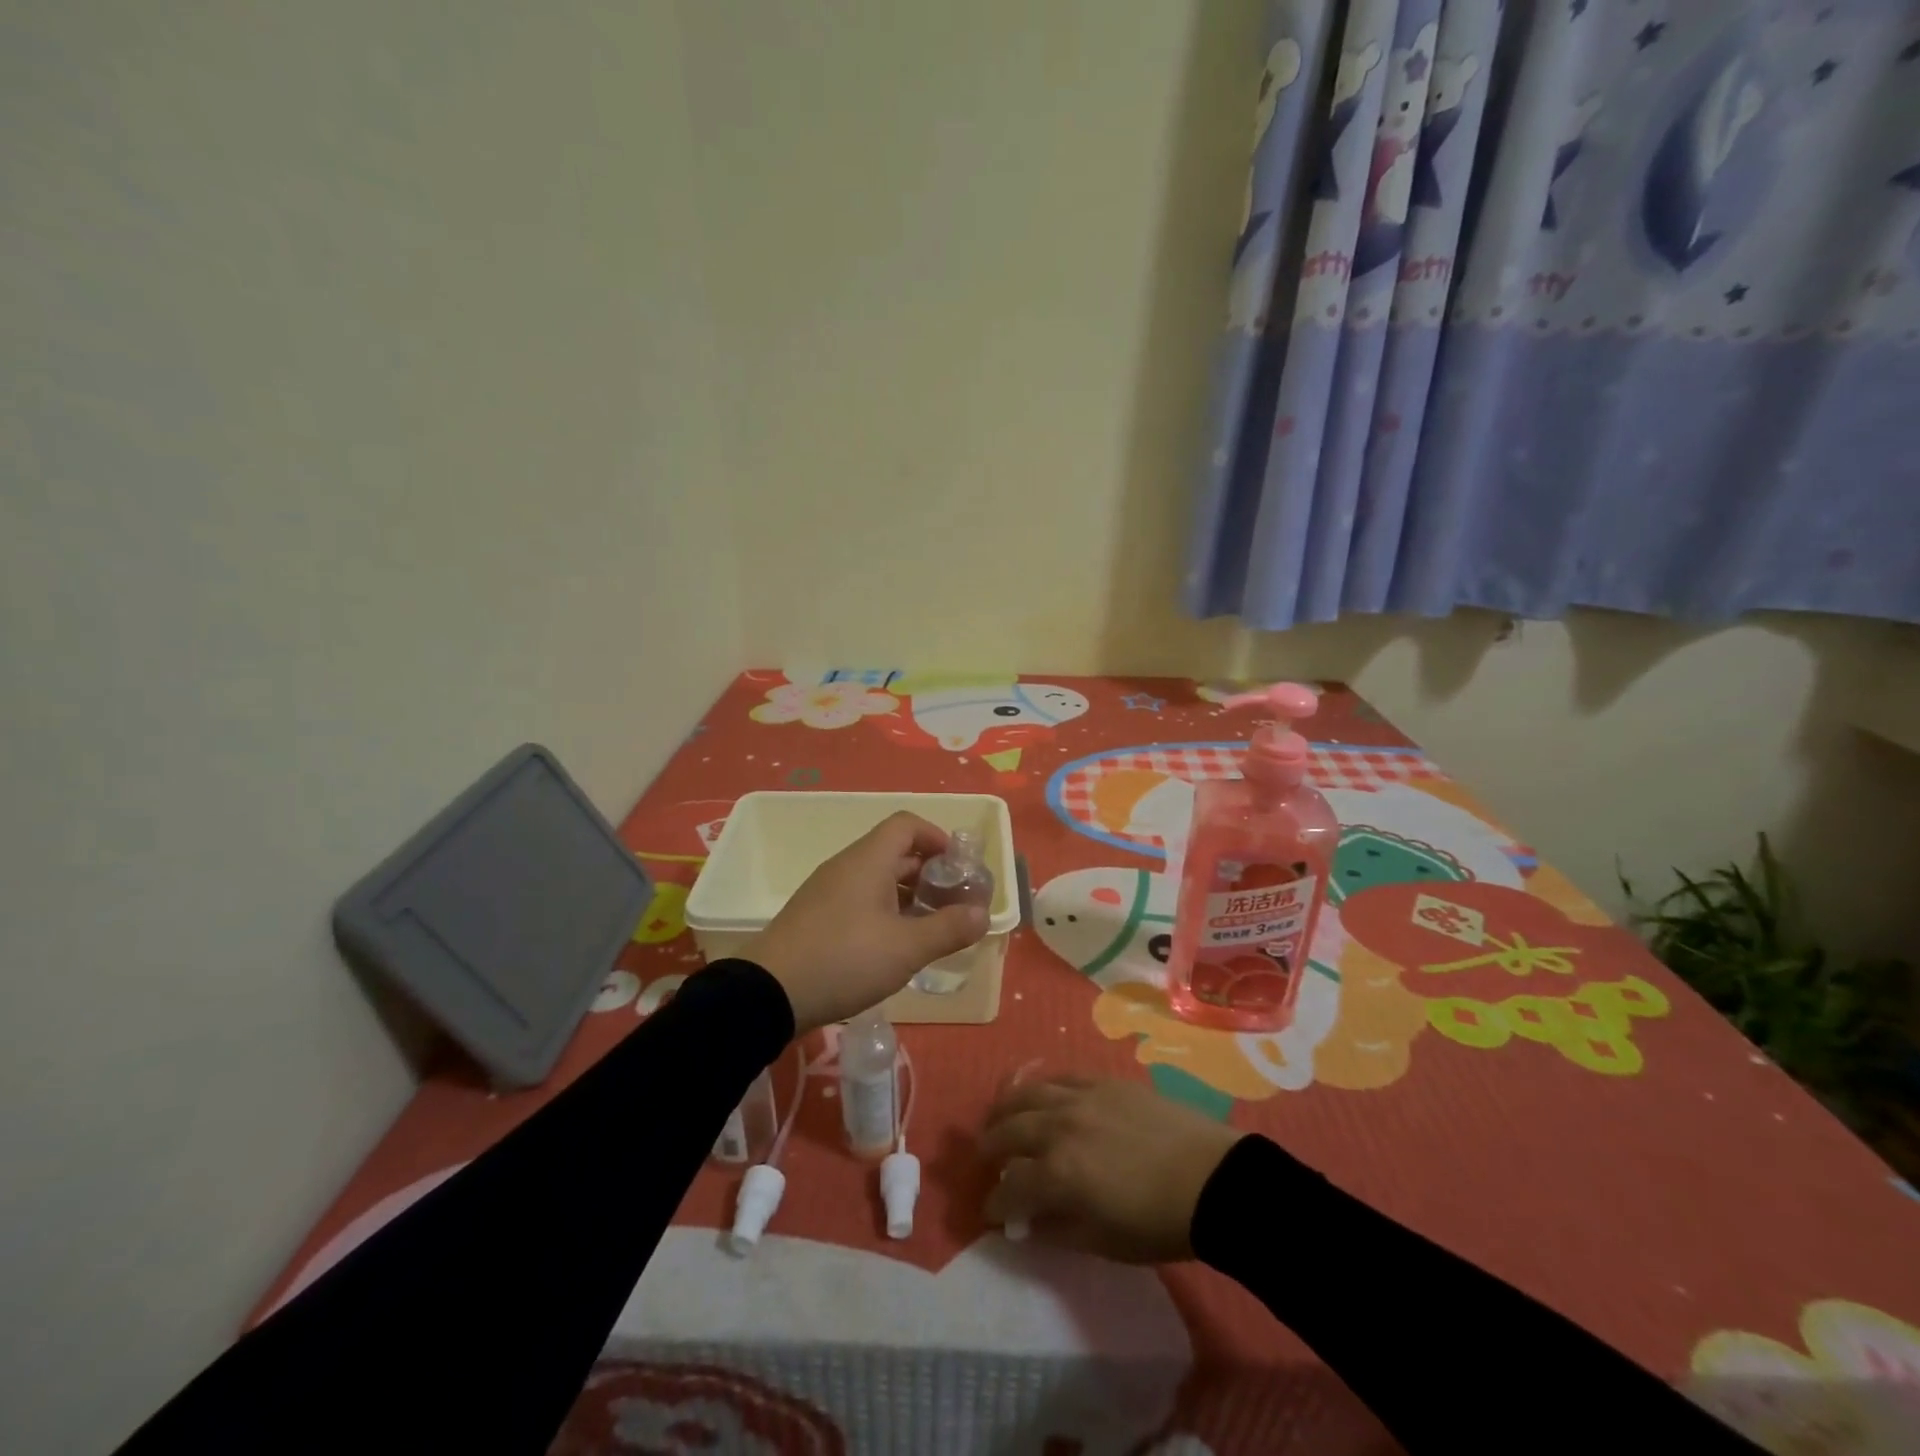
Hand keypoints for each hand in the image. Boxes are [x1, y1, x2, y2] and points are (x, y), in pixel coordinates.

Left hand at [743, 812, 988, 1032]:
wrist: (768, 993)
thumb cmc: (845, 960)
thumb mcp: (906, 949)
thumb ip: (948, 929)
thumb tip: (983, 915)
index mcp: (868, 860)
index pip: (907, 824)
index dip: (937, 837)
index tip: (958, 868)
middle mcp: (847, 866)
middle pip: (894, 851)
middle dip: (929, 872)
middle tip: (953, 902)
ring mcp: (828, 890)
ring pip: (877, 878)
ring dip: (908, 894)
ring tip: (930, 927)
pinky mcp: (816, 915)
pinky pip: (859, 898)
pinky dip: (885, 910)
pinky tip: (894, 945)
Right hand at [981, 1077, 1245, 1262]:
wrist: (1212, 1180)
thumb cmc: (1159, 1223)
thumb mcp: (1104, 1243)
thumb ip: (1058, 1230)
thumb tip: (1027, 1222)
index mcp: (1058, 1173)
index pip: (1009, 1186)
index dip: (994, 1202)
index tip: (990, 1211)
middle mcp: (1059, 1126)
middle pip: (1008, 1129)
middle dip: (990, 1146)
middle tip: (986, 1157)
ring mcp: (1081, 1097)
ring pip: (1028, 1093)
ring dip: (1006, 1107)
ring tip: (1000, 1117)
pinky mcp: (1103, 1081)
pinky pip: (1061, 1076)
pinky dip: (1043, 1086)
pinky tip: (1041, 1095)